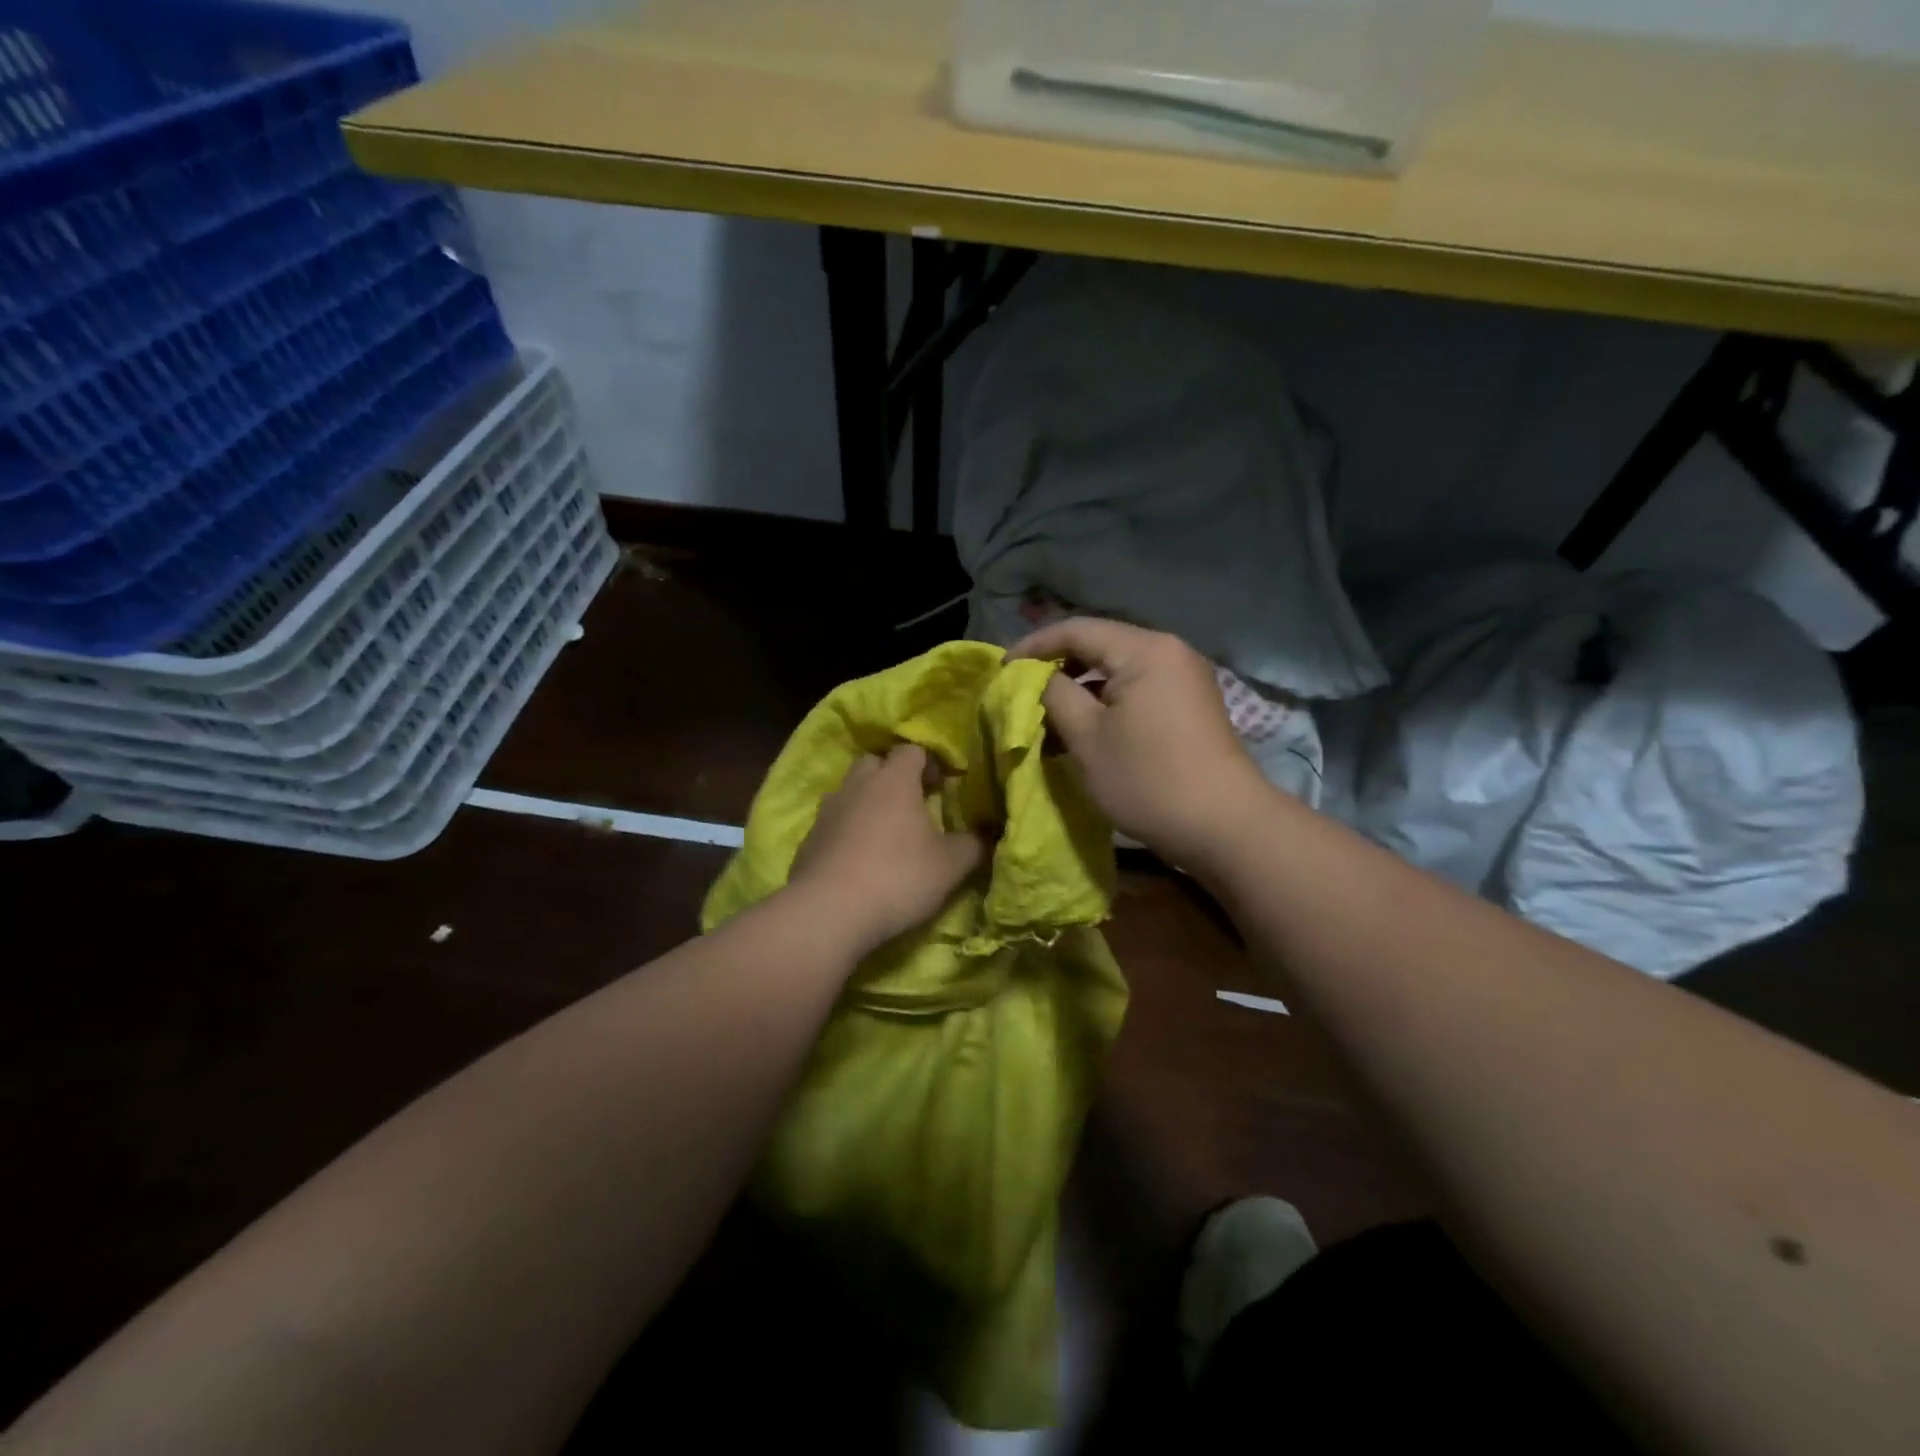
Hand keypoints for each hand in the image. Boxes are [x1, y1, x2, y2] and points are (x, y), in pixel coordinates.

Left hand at [788, 743, 986, 955]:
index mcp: (893, 780)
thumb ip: (973, 845)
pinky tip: (858, 859)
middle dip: (893, 776)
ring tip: (884, 832)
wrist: (829, 912)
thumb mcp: (950, 866)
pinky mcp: (809, 840)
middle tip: (912, 803)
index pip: (912, 750)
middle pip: (875, 763)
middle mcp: (857, 785)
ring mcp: (827, 810)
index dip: (929, 763)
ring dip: (867, 802)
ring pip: (850, 791)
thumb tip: (985, 834)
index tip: (942, 786)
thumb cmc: (898, 877)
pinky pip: (833, 822)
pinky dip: (847, 831)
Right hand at [1010, 618, 1268, 869]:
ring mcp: (1184, 678)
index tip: (1001, 670)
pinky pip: (1137, 690)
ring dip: (1080, 689)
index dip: (1033, 646)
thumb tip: (1036, 679)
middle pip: (1099, 646)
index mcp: (1144, 650)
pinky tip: (1084, 729)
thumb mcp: (1087, 737)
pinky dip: (1105, 703)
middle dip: (1056, 667)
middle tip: (1021, 693)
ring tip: (1047, 717)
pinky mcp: (1190, 705)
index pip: (1076, 629)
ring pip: (1117, 670)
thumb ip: (1054, 695)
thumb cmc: (1147, 779)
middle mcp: (1169, 652)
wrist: (1224, 827)